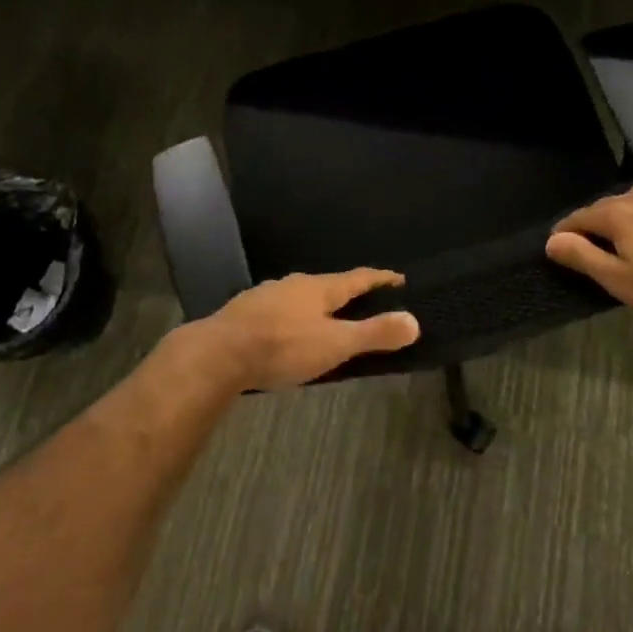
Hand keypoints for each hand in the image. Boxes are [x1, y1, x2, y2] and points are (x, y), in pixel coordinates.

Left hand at [191, 269, 419, 390]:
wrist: (217, 354)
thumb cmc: (283, 347)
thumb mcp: (335, 344)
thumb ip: (374, 334)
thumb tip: (415, 321)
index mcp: (319, 288)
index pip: (358, 278)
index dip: (380, 279)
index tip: (398, 278)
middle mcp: (293, 284)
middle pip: (327, 285)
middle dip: (346, 292)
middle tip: (364, 301)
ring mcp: (265, 296)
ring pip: (299, 296)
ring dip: (316, 305)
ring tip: (326, 318)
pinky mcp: (244, 312)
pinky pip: (278, 310)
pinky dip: (292, 317)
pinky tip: (286, 330)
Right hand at [545, 179, 632, 323]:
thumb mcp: (621, 281)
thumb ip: (583, 257)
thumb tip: (552, 240)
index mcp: (616, 215)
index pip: (578, 218)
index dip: (565, 233)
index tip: (559, 246)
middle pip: (606, 207)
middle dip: (596, 224)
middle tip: (598, 247)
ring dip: (628, 216)